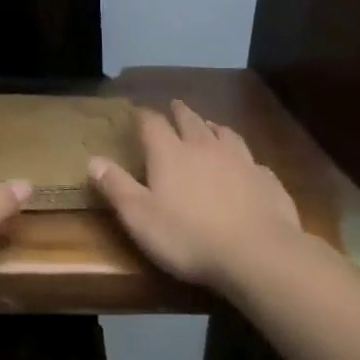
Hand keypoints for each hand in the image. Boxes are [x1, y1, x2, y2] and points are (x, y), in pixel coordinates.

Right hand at [88, 100, 302, 292]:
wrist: (258, 254)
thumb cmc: (189, 237)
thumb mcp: (140, 217)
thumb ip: (116, 187)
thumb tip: (93, 160)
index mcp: (170, 154)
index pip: (152, 124)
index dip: (143, 116)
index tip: (138, 113)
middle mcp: (205, 147)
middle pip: (190, 121)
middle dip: (180, 112)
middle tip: (175, 105)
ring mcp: (240, 160)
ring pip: (225, 134)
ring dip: (213, 128)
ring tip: (210, 126)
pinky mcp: (266, 180)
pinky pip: (253, 161)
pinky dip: (244, 158)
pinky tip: (246, 166)